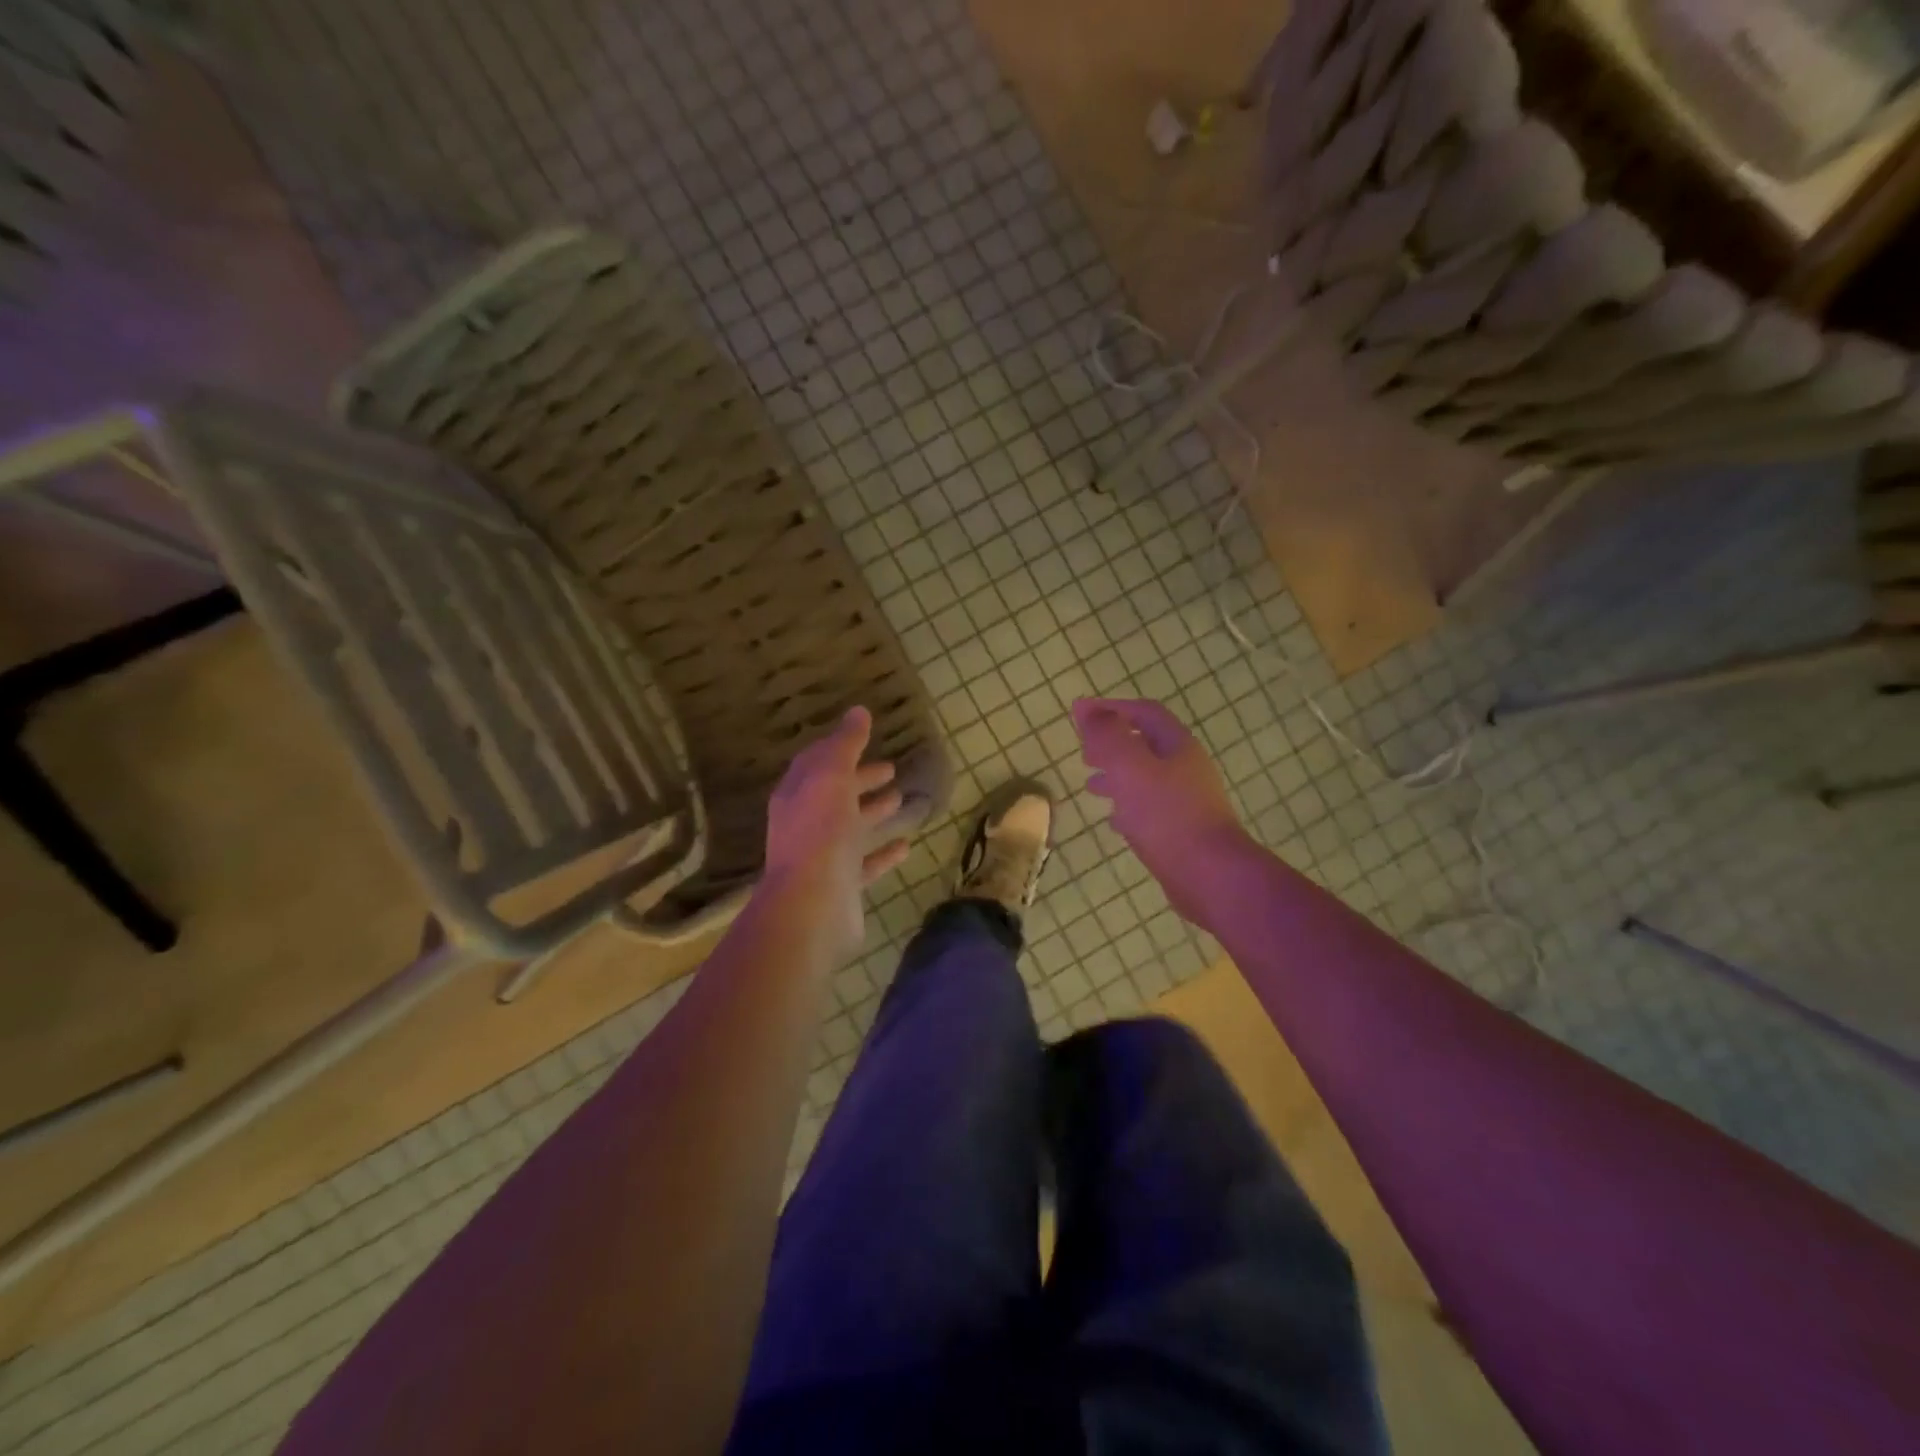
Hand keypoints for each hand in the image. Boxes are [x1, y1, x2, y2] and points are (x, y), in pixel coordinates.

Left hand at [760, 706, 910, 964]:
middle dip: (860, 779)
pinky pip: (866, 863)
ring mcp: (824, 856)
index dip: (839, 748)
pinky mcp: (842, 885)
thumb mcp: (831, 776)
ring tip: (901, 799)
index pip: (816, 763)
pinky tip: (906, 845)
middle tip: (890, 769)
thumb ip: (845, 744)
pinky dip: (883, 852)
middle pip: (835, 794)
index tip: (865, 738)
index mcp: (797, 794)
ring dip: (873, 812)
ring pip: (851, 828)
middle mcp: (806, 823)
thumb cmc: (820, 831)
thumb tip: (858, 711)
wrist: (813, 903)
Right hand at [1071, 697, 1251, 923]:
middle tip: (1083, 750)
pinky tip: (1113, 820)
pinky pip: (1149, 808)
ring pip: (1145, 778)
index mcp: (1176, 746)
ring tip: (1090, 784)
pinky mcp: (1182, 830)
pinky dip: (1126, 806)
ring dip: (1116, 775)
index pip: (1143, 712)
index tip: (1079, 712)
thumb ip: (1107, 737)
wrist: (1210, 876)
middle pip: (1145, 744)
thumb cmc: (1168, 816)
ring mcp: (1186, 800)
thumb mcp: (1130, 768)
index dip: (1111, 707)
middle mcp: (1185, 768)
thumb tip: (1086, 709)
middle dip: (1112, 742)